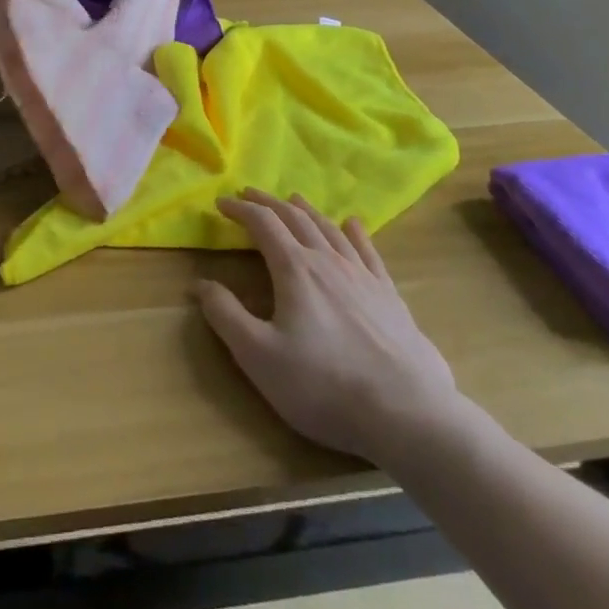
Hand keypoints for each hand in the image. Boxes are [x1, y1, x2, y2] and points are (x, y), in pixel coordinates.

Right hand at [196, 190, 464, 467]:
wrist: (408, 414)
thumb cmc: (324, 385)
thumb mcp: (259, 356)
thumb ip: (226, 316)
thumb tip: (200, 284)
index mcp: (295, 269)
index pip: (262, 224)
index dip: (240, 209)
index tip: (221, 203)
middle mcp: (328, 261)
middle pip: (295, 219)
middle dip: (269, 203)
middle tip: (250, 194)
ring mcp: (363, 276)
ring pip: (330, 229)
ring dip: (307, 211)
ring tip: (293, 200)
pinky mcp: (390, 296)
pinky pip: (369, 252)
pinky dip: (356, 232)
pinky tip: (353, 224)